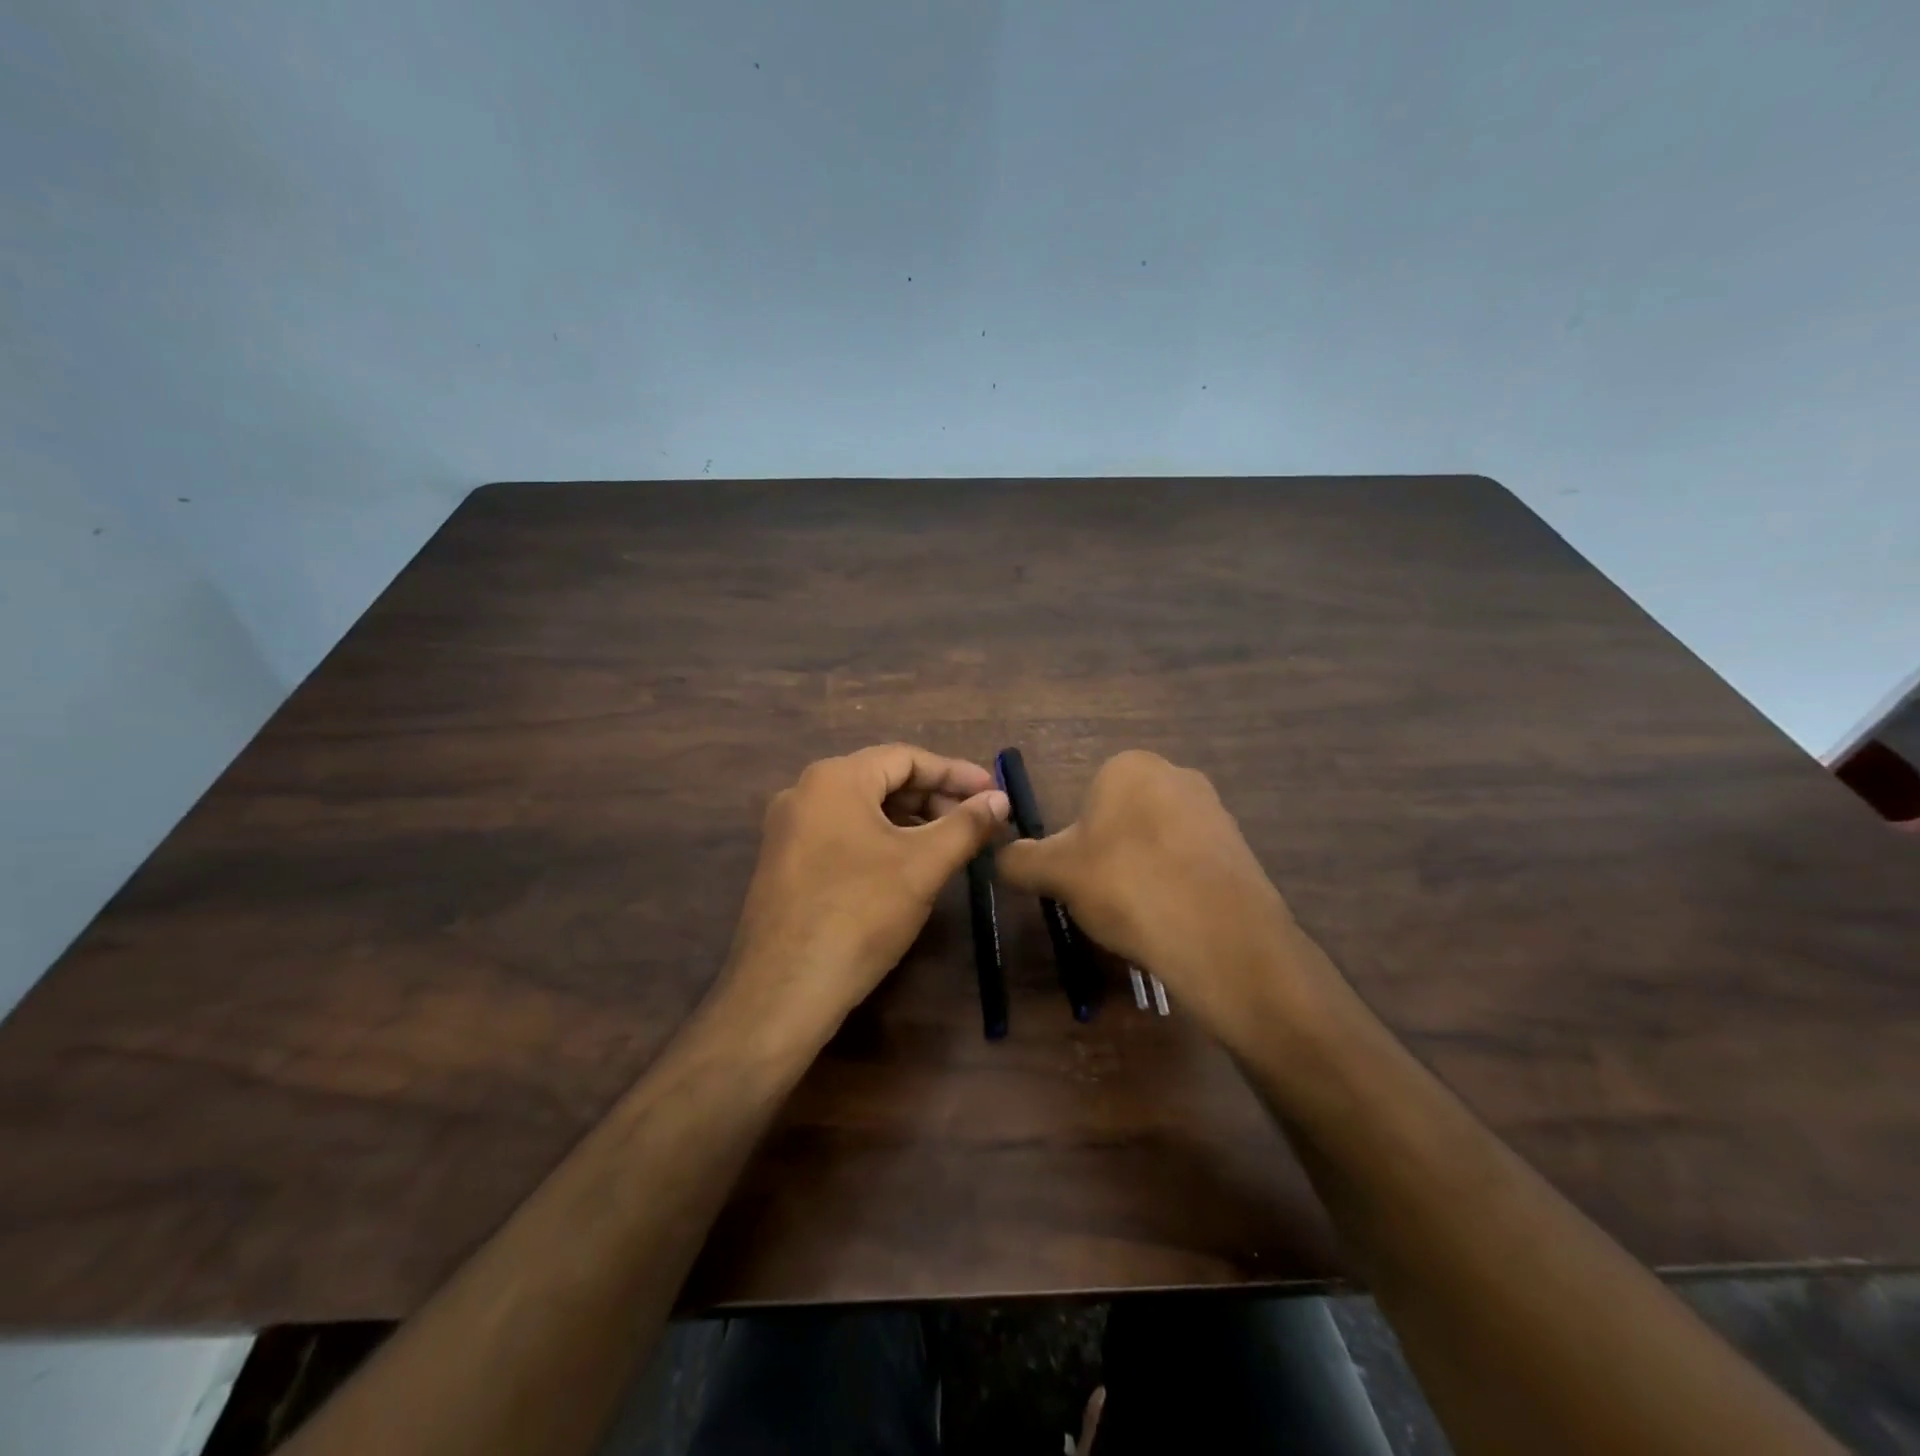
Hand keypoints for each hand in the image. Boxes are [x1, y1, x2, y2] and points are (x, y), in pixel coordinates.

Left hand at [718, 744, 1009, 1052]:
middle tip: (975, 823)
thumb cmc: (860, 914)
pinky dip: (881, 841)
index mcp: (834, 779)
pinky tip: (907, 868)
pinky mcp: (785, 864)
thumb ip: (966, 825)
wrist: (784, 990)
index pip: (905, 758)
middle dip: (933, 798)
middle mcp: (804, 793)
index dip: (955, 773)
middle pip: (882, 780)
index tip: (992, 792)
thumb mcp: (923, 865)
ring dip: (910, 821)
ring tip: (948, 846)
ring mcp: (788, 830)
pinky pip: (842, 835)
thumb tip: (1000, 798)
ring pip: (862, 810)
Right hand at [996, 751, 1335, 1048]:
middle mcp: (1175, 774)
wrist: (1220, 936)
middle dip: (1110, 855)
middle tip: (1105, 898)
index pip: (1086, 800)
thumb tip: (998, 856)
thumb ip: (1019, 860)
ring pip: (1156, 842)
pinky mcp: (1240, 847)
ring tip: (1140, 914)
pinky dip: (1176, 886)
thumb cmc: (1125, 885)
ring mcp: (1214, 810)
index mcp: (1129, 766)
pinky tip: (1173, 919)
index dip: (1076, 843)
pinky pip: (1190, 863)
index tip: (1079, 878)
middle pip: (1122, 819)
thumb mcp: (1055, 873)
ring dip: (1143, 871)